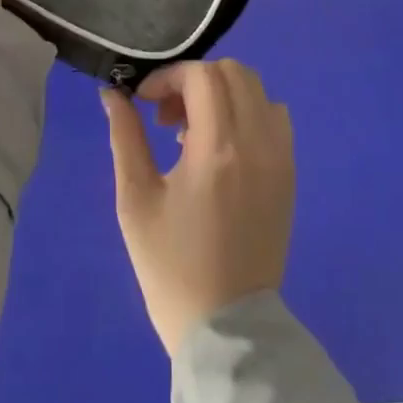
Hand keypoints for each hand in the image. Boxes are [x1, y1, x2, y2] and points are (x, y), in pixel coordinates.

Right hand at [102, 59, 293, 357]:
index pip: (201, 76)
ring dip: (222, 93)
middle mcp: (257, 143)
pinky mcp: (289, 174)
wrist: (228, 329)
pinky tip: (222, 146)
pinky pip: (275, 117)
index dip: (168, 78)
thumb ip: (125, 137)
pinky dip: (247, 112)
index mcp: (217, 149)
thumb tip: (112, 94)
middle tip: (166, 116)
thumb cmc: (172, 268)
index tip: (143, 102)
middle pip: (232, 72)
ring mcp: (280, 158)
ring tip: (193, 132)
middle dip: (194, 80)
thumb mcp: (135, 200)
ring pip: (256, 89)